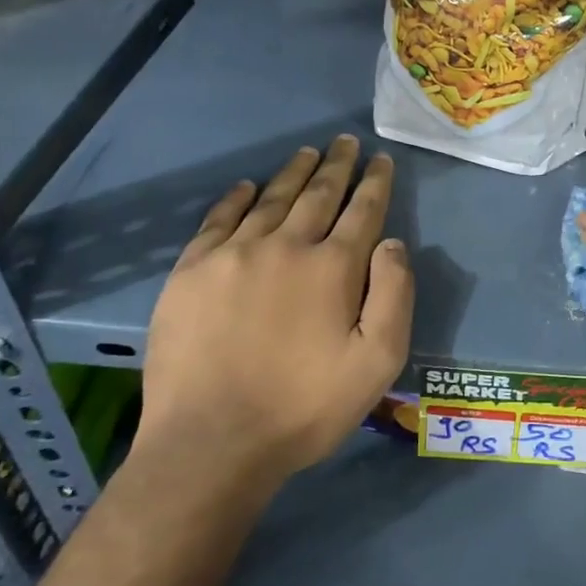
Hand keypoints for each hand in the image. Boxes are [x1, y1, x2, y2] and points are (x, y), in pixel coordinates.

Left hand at [138, 136, 413, 483]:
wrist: (210, 444)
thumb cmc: (304, 407)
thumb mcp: (377, 362)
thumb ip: (394, 295)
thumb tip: (393, 243)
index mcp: (333, 267)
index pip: (362, 210)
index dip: (375, 182)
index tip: (381, 160)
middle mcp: (285, 246)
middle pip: (318, 194)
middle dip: (337, 165)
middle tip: (345, 142)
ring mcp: (232, 255)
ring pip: (271, 199)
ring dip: (293, 173)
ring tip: (307, 153)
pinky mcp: (191, 272)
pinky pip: (219, 219)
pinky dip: (237, 198)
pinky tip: (247, 186)